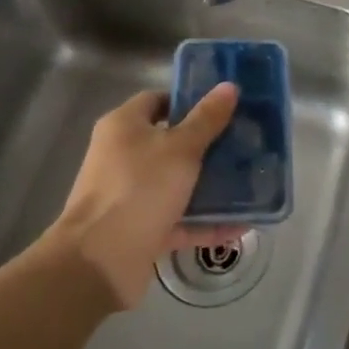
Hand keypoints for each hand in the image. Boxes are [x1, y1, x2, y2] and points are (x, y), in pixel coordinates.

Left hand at [49, 84, 242, 308]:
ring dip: (208, 186)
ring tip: (248, 182)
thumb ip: (207, 119)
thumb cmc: (139, 188)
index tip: (222, 108)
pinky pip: (177, 220)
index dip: (188, 101)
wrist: (100, 261)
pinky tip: (239, 226)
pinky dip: (204, 223)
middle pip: (169, 143)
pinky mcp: (138, 230)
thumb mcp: (181, 148)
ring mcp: (129, 195)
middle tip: (242, 143)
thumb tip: (229, 86)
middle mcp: (122, 156)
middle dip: (205, 145)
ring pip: (175, 183)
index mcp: (123, 126)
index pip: (157, 100)